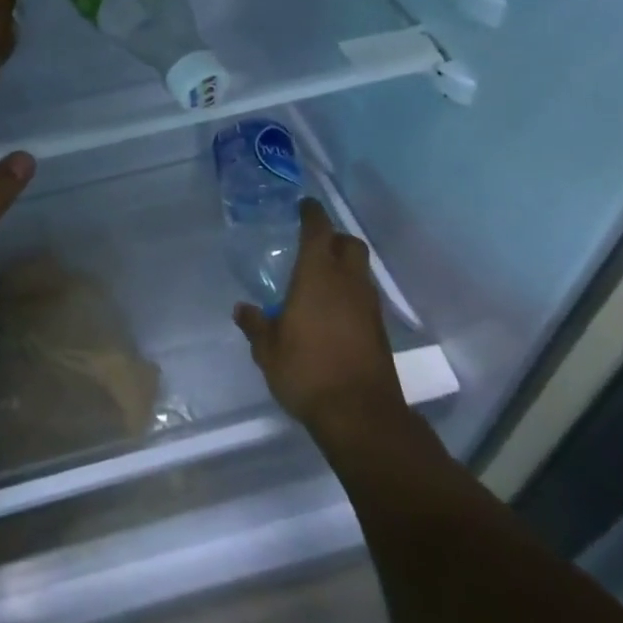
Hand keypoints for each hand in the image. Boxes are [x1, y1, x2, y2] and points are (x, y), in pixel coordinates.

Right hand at [234, 199, 408, 433]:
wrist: (361, 417)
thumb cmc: (307, 371)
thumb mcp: (268, 350)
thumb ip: (255, 325)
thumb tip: (242, 310)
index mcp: (318, 275)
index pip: (318, 229)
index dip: (312, 213)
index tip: (304, 206)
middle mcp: (348, 282)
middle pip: (350, 244)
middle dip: (335, 238)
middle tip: (314, 244)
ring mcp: (369, 307)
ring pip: (360, 271)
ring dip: (344, 268)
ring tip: (320, 280)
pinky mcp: (380, 332)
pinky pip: (364, 298)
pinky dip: (350, 295)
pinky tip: (332, 312)